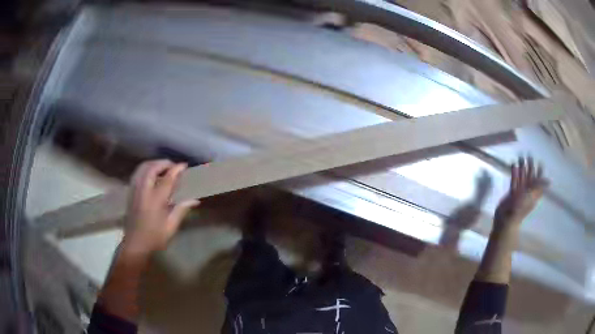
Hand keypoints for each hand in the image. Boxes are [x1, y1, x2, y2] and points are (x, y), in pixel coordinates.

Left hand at [122, 160, 199, 255]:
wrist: (135, 244)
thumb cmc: (154, 238)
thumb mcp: (171, 227)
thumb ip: (181, 210)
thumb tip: (195, 200)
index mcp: (155, 200)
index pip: (167, 179)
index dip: (176, 169)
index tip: (184, 165)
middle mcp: (143, 191)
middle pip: (152, 168)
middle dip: (163, 163)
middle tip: (173, 166)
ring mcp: (135, 191)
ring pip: (142, 168)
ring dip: (153, 164)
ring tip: (163, 168)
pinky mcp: (130, 193)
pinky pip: (137, 174)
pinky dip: (146, 169)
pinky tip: (151, 176)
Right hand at [494, 157, 548, 229]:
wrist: (507, 219)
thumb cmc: (520, 207)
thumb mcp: (531, 195)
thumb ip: (539, 186)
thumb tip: (549, 181)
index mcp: (534, 193)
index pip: (538, 181)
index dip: (539, 172)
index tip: (540, 162)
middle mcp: (528, 192)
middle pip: (530, 177)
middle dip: (530, 167)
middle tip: (529, 155)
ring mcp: (519, 192)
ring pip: (522, 177)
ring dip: (522, 168)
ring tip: (520, 157)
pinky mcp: (512, 193)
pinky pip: (514, 181)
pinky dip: (514, 173)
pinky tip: (514, 165)